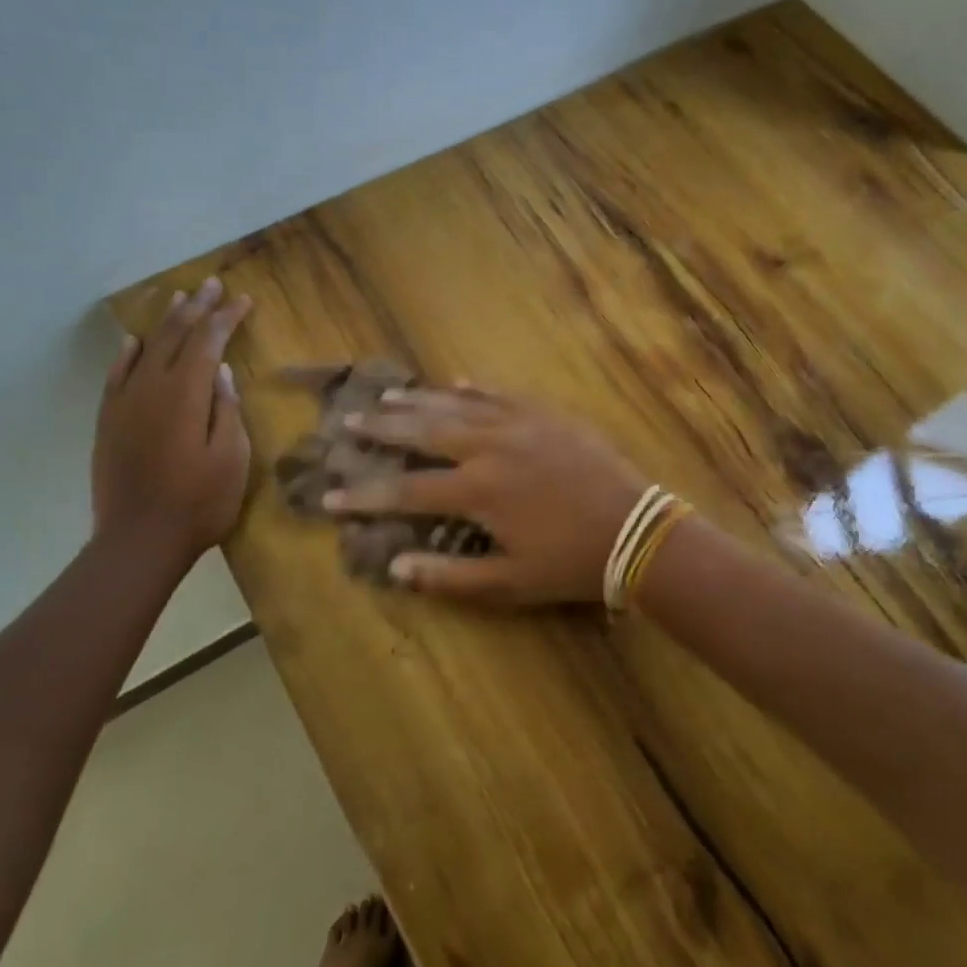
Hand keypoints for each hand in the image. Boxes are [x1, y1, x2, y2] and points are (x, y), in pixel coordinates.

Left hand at [92, 277, 252, 558]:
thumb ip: (226, 409)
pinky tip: (135, 343)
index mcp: (186, 395)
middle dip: (196, 308)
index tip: (243, 299)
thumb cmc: (199, 503)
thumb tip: (220, 370)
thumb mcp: (231, 458)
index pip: (207, 342)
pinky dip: (128, 354)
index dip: (226, 318)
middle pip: (174, 336)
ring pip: (144, 349)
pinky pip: (116, 376)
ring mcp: (124, 404)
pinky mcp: (108, 422)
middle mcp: (151, 389)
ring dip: (164, 322)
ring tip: (180, 299)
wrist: (138, 541)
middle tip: (212, 284)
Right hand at [322, 387, 647, 603]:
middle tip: (350, 421)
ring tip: (388, 394)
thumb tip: (395, 567)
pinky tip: (458, 383)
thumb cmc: (570, 563)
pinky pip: (502, 394)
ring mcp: (519, 424)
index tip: (329, 495)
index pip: (406, 491)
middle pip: (424, 431)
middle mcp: (489, 447)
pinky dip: (476, 389)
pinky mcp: (546, 414)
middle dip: (383, 428)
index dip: (365, 495)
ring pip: (458, 405)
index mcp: (478, 490)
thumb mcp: (509, 583)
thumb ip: (449, 576)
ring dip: (420, 400)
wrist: (637, 529)